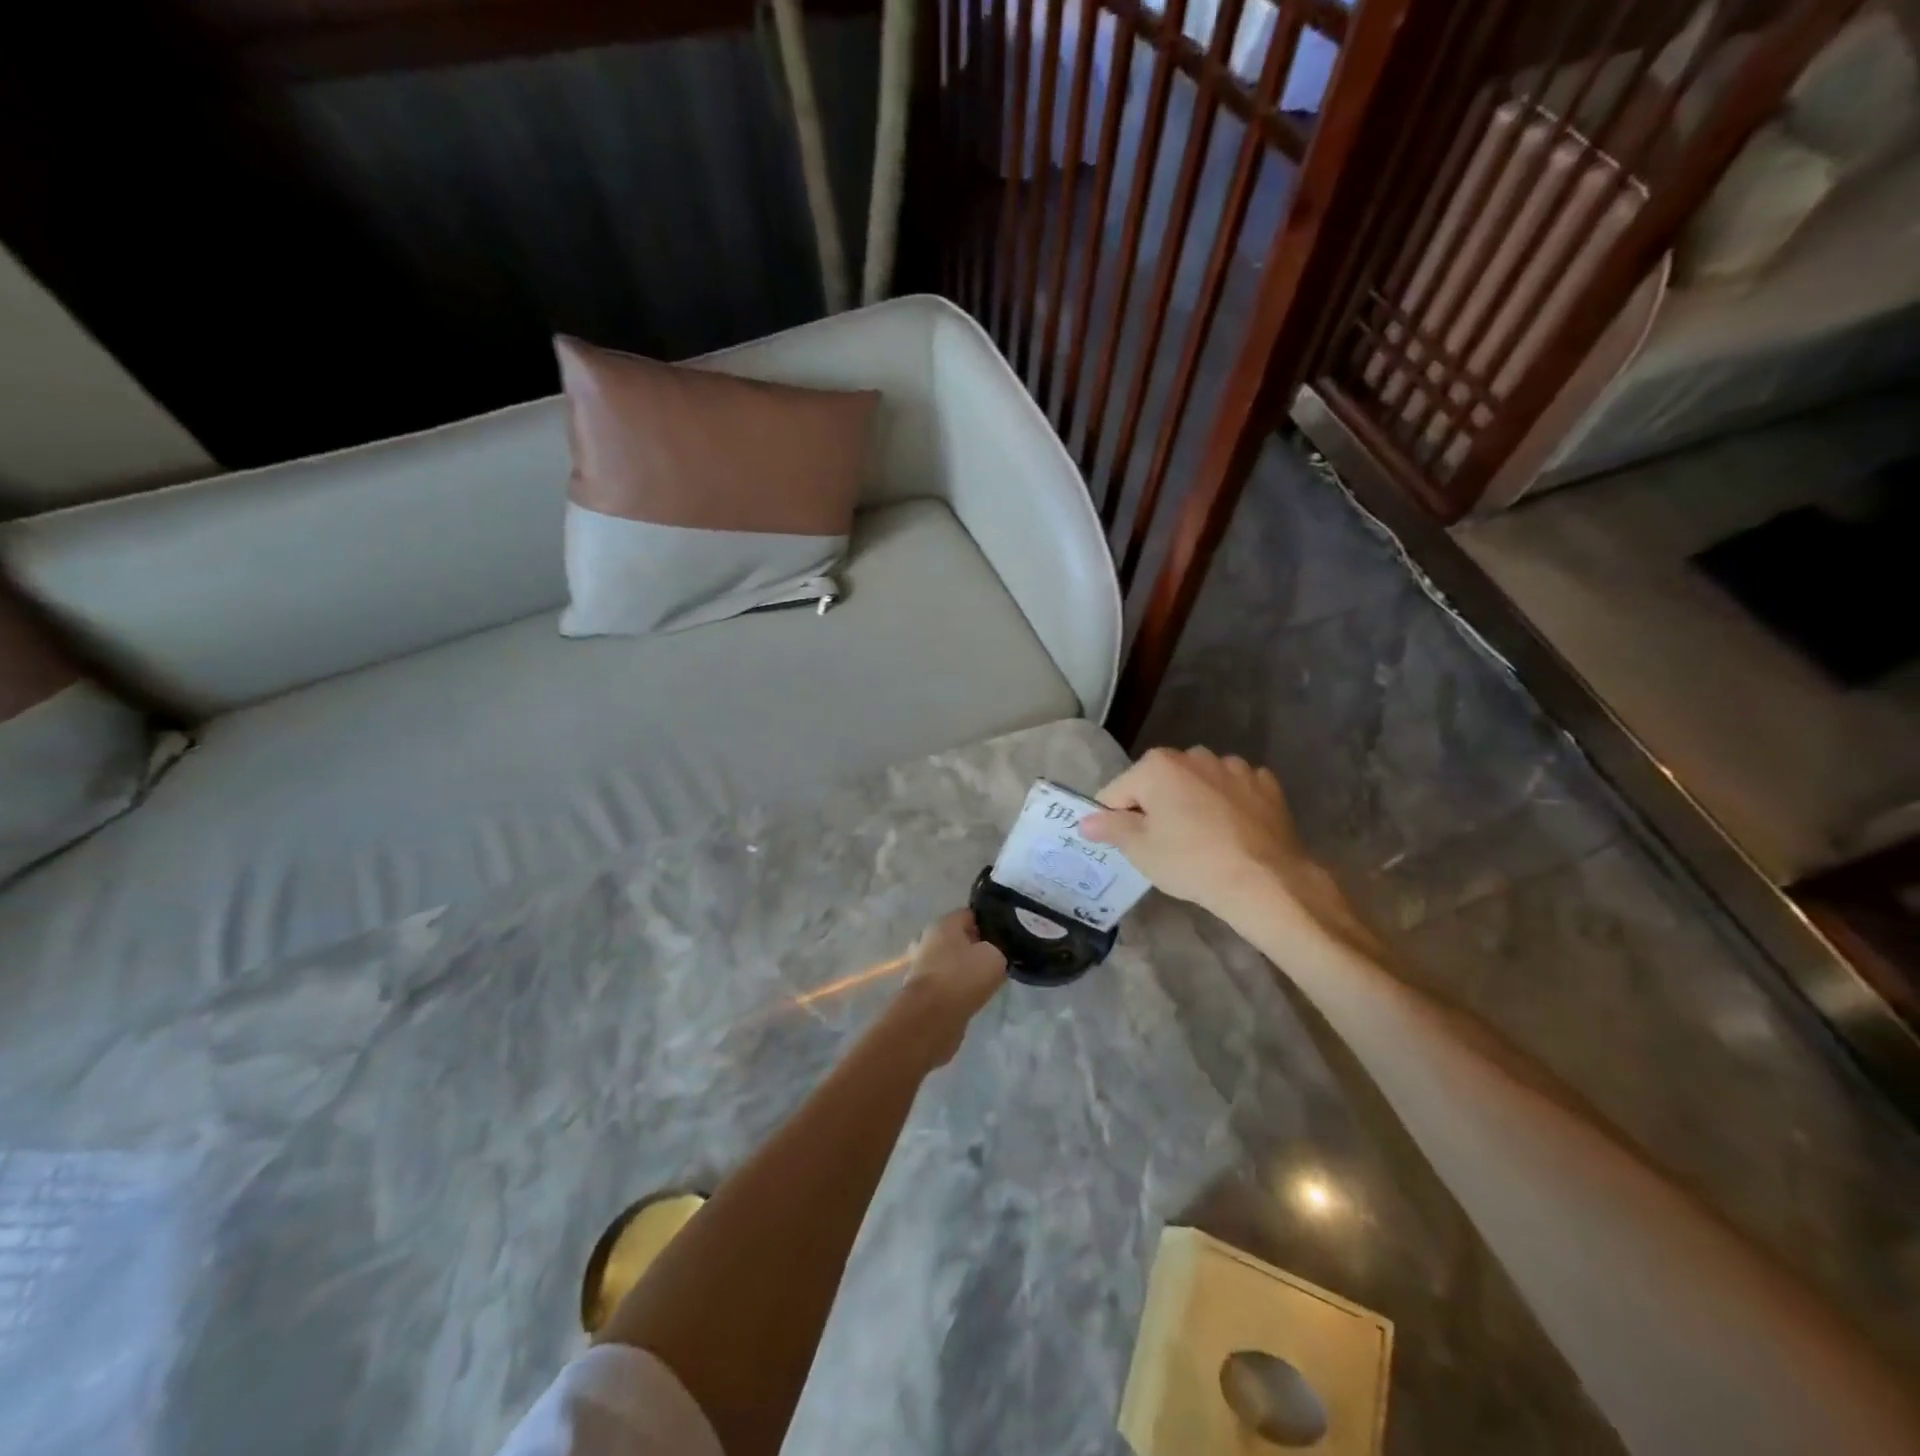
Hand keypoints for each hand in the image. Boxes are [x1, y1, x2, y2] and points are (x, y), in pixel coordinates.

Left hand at [887, 910, 1006, 1065]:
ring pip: (951, 961)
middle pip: (958, 938)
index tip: (1006, 936)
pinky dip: (957, 988)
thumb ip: (999, 949)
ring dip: (966, 969)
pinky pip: (945, 982)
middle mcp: (927, 940)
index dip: (990, 923)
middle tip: (998, 958)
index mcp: (943, 924)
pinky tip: (974, 996)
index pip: (970, 914)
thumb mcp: (995, 956)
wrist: (931, 1018)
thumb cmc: (962, 977)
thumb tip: (995, 952)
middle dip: (976, 946)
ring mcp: (921, 966)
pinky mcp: (921, 991)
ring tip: (988, 980)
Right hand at [1082, 748, 1371, 951]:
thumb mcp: (1140, 850)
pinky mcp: (1265, 784)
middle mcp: (1194, 755)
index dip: (1115, 820)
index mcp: (1157, 765)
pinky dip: (1229, 805)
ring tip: (1203, 840)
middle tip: (1165, 846)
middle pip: (1159, 783)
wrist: (1266, 881)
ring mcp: (1234, 767)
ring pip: (1198, 784)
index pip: (1117, 791)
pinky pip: (1234, 791)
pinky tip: (1233, 833)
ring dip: (1193, 803)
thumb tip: (1086, 819)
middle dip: (1157, 807)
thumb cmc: (1191, 862)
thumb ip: (1109, 827)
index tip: (1129, 846)